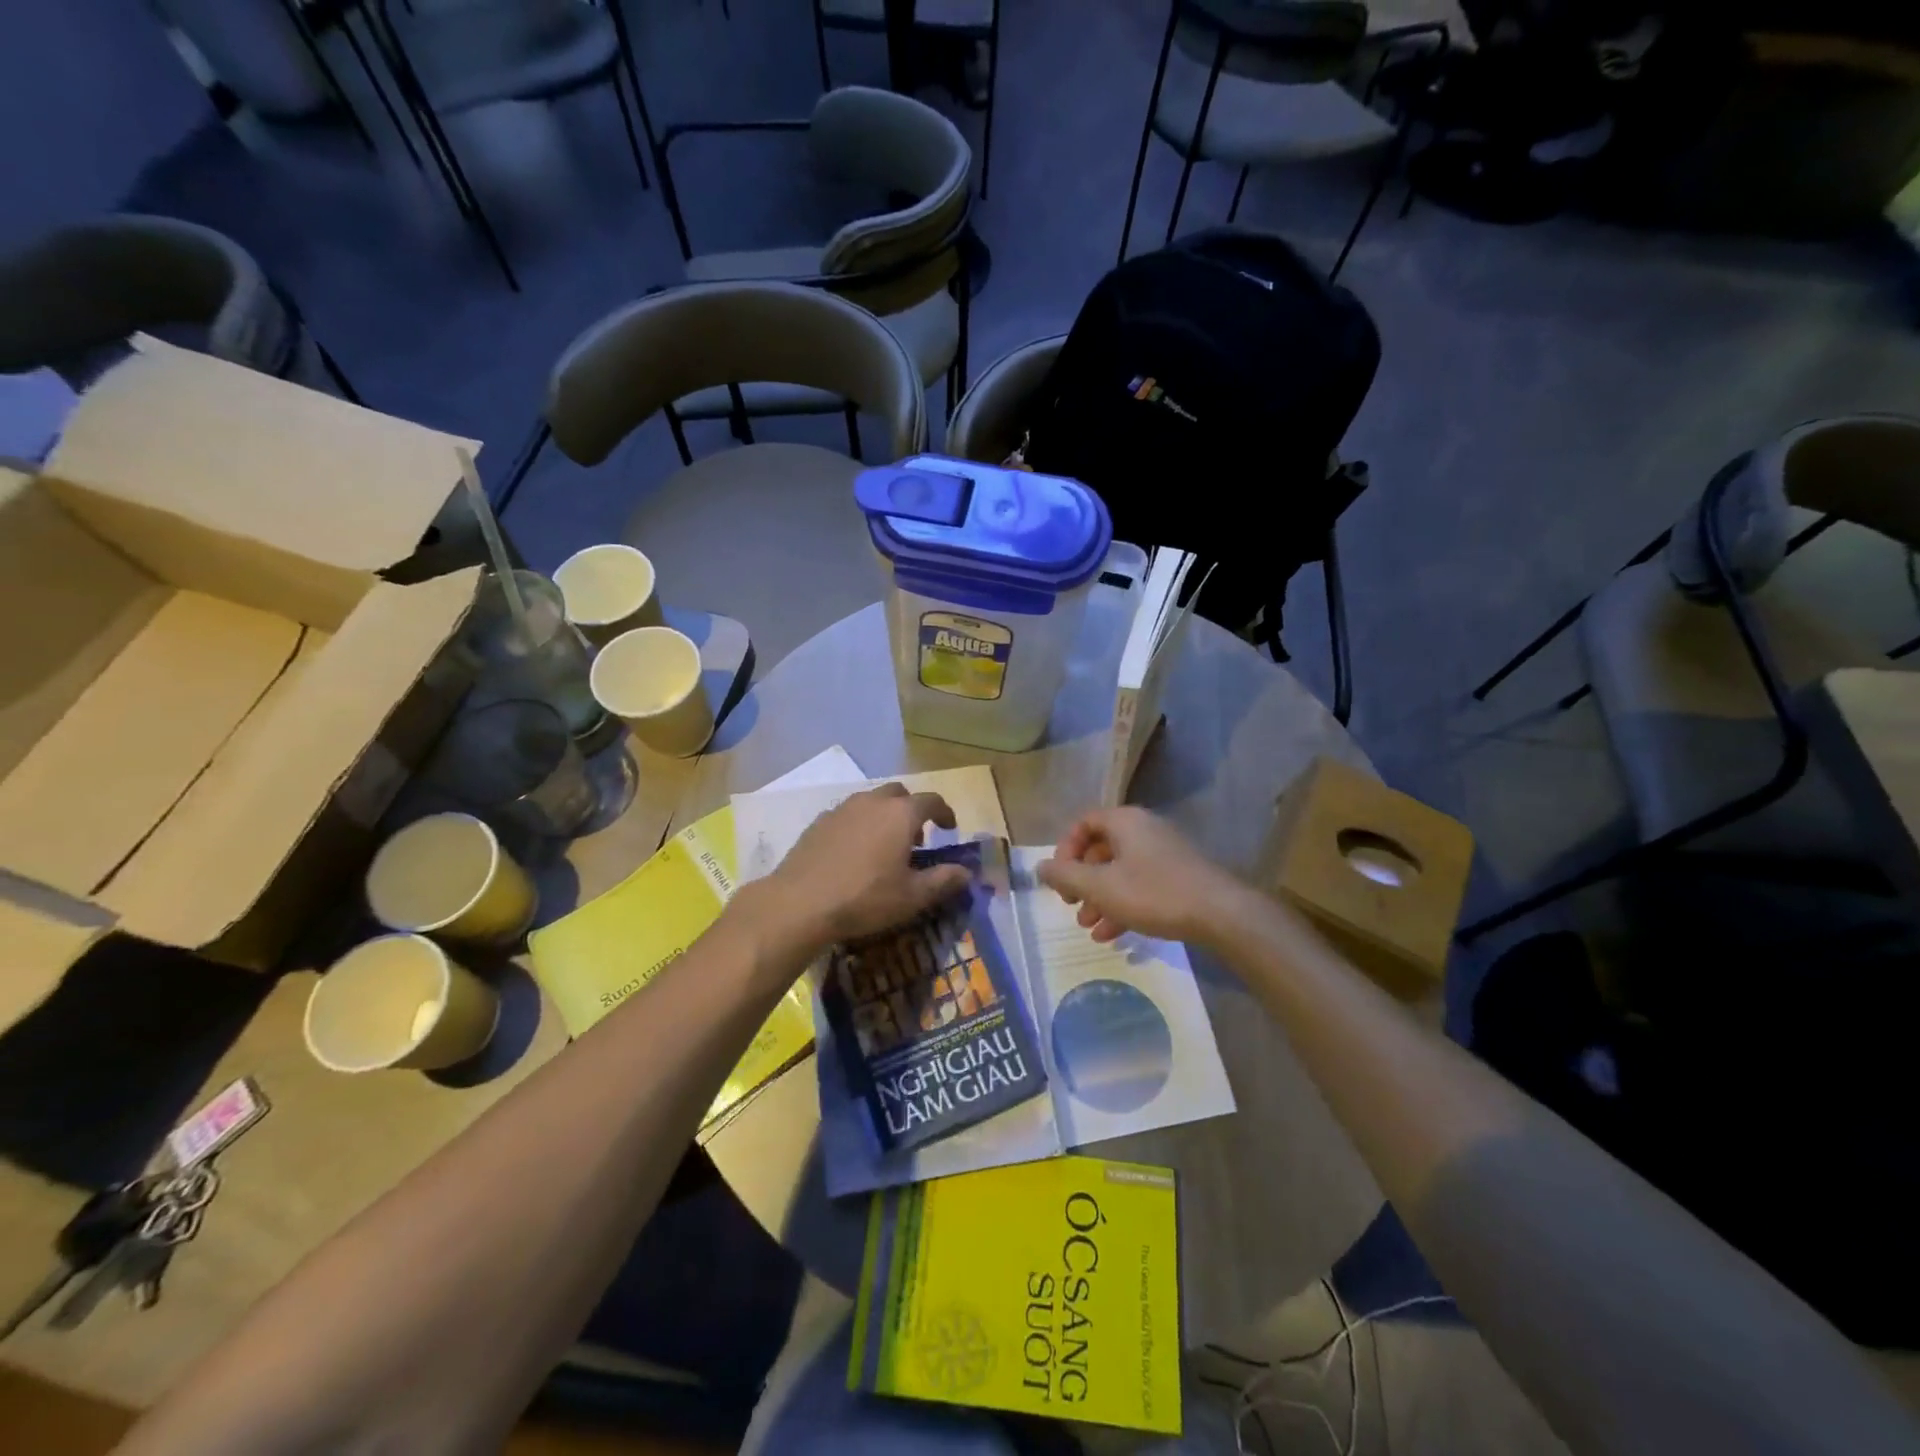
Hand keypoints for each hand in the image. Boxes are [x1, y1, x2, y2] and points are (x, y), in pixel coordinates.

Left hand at [762, 784, 972, 951]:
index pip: (931, 800)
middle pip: (899, 794)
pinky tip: (853, 854)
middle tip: (916, 839)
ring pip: (871, 802)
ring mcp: (841, 809)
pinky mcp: (818, 823)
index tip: (950, 828)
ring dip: (884, 816)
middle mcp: (872, 802)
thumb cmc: (865, 898)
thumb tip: (966, 872)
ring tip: (885, 847)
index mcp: (901, 814)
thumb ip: (943, 880)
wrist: (799, 903)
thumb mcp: (912, 897)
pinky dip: (859, 826)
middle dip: (912, 810)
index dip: (945, 812)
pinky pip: (847, 815)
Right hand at [1037, 808, 1246, 945]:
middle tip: (1072, 906)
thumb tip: (1039, 867)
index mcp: (1124, 822)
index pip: (1084, 823)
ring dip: (1100, 898)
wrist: (1220, 913)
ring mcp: (1164, 853)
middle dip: (1082, 881)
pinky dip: (1123, 904)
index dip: (1065, 850)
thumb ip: (1066, 876)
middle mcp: (1144, 829)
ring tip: (1089, 928)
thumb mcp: (1101, 887)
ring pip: (1120, 871)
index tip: (1060, 879)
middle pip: (1101, 849)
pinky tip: (1113, 936)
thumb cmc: (1154, 893)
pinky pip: (1141, 884)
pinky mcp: (1179, 876)